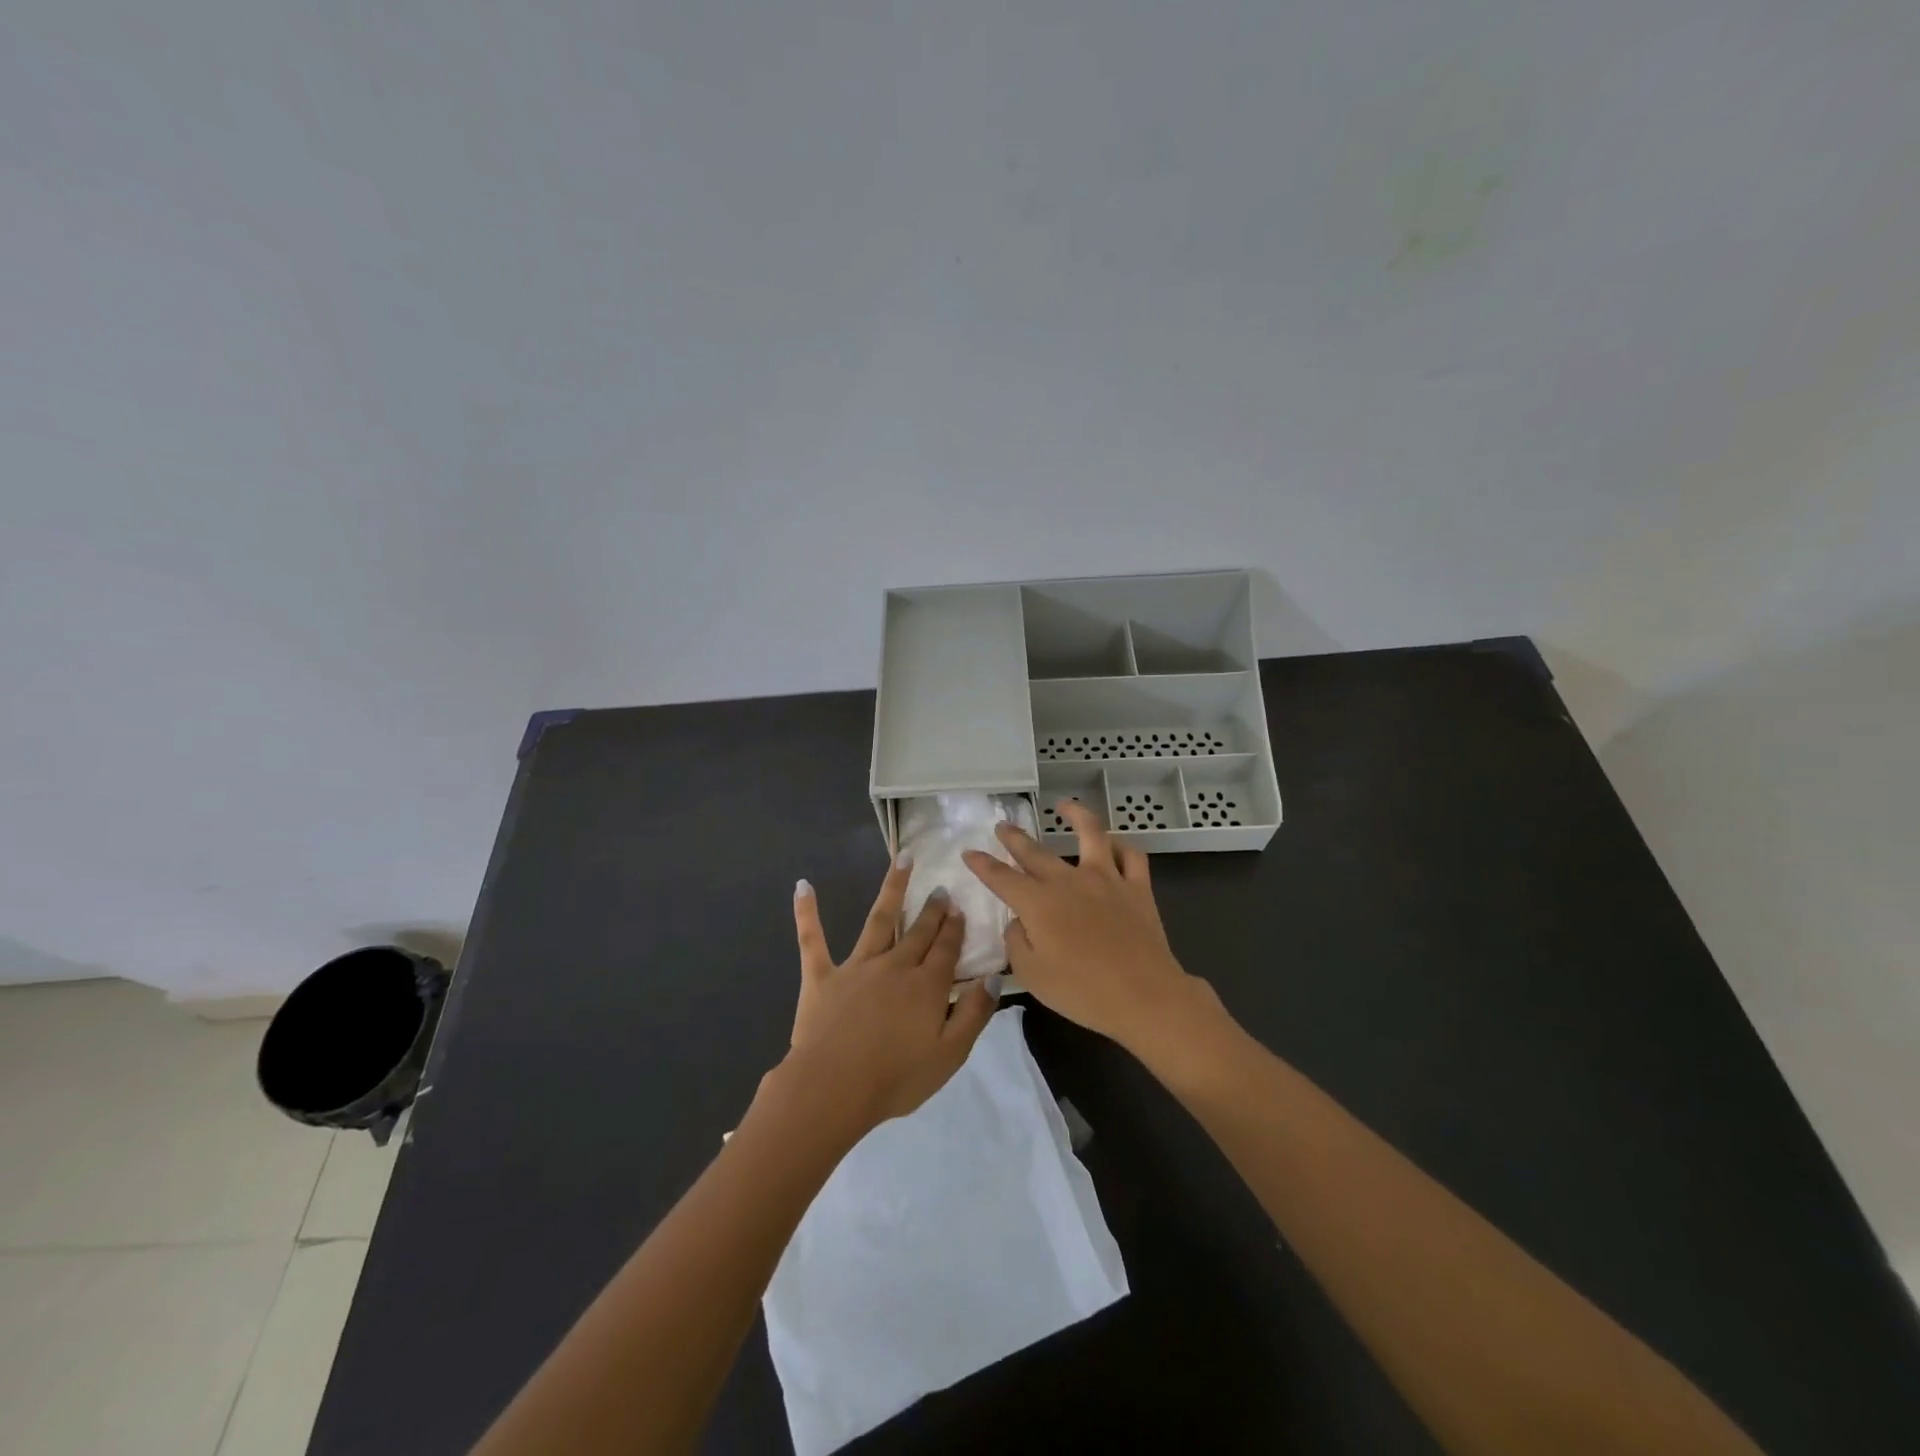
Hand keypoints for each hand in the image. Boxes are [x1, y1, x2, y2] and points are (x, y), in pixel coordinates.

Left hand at [780, 860, 998, 1135]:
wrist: (833, 1088)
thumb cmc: (896, 1078)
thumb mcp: (950, 1055)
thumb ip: (974, 1014)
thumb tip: (992, 978)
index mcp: (926, 986)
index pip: (946, 949)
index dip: (954, 928)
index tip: (959, 907)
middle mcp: (895, 965)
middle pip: (919, 931)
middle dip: (932, 909)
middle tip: (940, 888)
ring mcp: (857, 966)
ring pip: (879, 920)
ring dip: (892, 888)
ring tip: (902, 860)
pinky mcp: (822, 976)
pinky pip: (813, 939)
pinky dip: (807, 912)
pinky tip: (803, 886)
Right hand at [962, 800, 1208, 1052]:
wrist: (1144, 996)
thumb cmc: (1082, 991)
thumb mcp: (1032, 975)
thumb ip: (1017, 943)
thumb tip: (1020, 921)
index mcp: (1039, 903)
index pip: (1002, 877)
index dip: (982, 864)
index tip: (969, 852)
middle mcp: (1069, 881)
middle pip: (1035, 852)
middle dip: (1014, 838)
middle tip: (1003, 826)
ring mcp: (1107, 879)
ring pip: (1090, 834)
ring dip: (1075, 815)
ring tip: (1064, 806)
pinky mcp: (1137, 888)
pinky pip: (1131, 856)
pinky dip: (1121, 846)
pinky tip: (1114, 844)